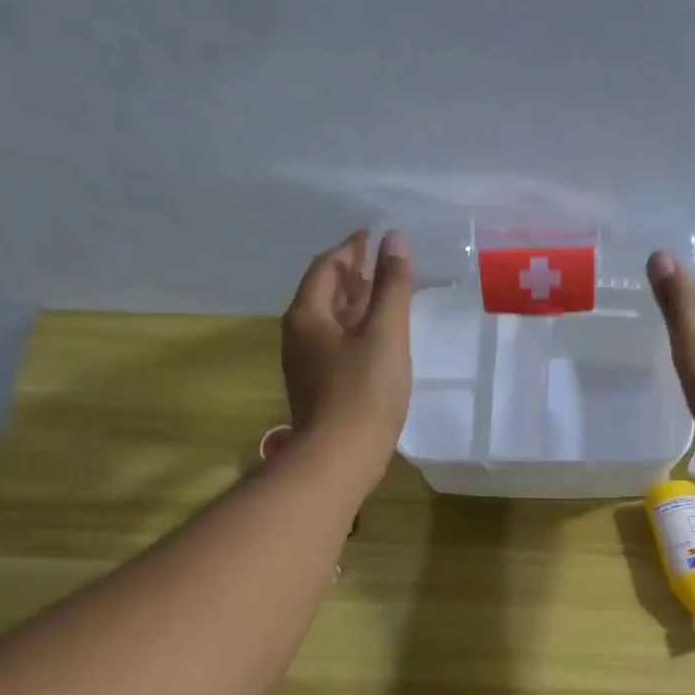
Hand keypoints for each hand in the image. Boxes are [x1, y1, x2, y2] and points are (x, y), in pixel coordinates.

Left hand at [281, 229, 414, 490]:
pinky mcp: (319, 388)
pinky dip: (355, 330)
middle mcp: (299, 334)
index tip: (373, 237)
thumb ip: (392, 286)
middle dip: (352, 274)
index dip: (351, 249)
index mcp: (308, 315)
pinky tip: (376, 339)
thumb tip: (396, 239)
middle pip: (325, 293)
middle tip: (380, 262)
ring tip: (382, 295)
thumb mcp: (385, 334)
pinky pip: (336, 345)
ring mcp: (306, 364)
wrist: (340, 458)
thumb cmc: (364, 392)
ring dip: (354, 303)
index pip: (327, 267)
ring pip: (330, 321)